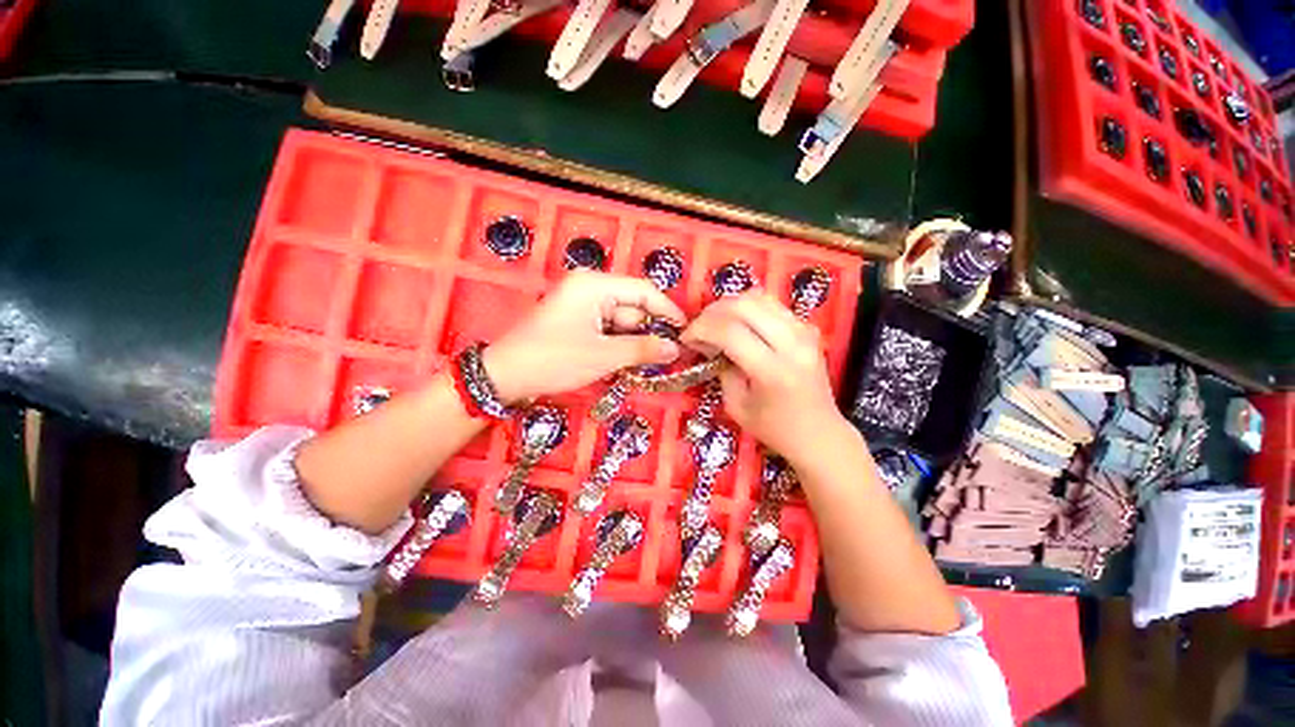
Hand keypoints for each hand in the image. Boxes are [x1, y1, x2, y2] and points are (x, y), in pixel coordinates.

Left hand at [483, 271, 685, 402]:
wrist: (505, 376)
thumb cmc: (555, 359)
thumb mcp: (603, 355)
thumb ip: (643, 349)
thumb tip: (675, 348)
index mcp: (595, 285)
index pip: (643, 291)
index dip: (667, 310)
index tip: (686, 331)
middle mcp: (589, 289)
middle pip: (632, 308)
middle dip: (648, 332)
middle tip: (666, 357)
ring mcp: (581, 305)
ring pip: (620, 322)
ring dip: (633, 342)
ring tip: (644, 364)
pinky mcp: (576, 321)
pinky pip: (607, 329)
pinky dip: (617, 345)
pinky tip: (624, 362)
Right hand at [680, 291, 846, 464]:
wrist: (820, 433)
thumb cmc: (774, 428)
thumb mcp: (736, 406)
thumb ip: (722, 370)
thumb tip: (708, 344)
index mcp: (772, 371)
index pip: (730, 331)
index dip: (701, 328)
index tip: (686, 338)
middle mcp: (792, 344)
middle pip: (744, 305)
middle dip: (712, 312)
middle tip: (699, 327)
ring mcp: (804, 331)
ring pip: (759, 298)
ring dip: (729, 305)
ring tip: (715, 323)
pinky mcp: (808, 328)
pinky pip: (772, 305)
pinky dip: (748, 308)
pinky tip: (738, 324)